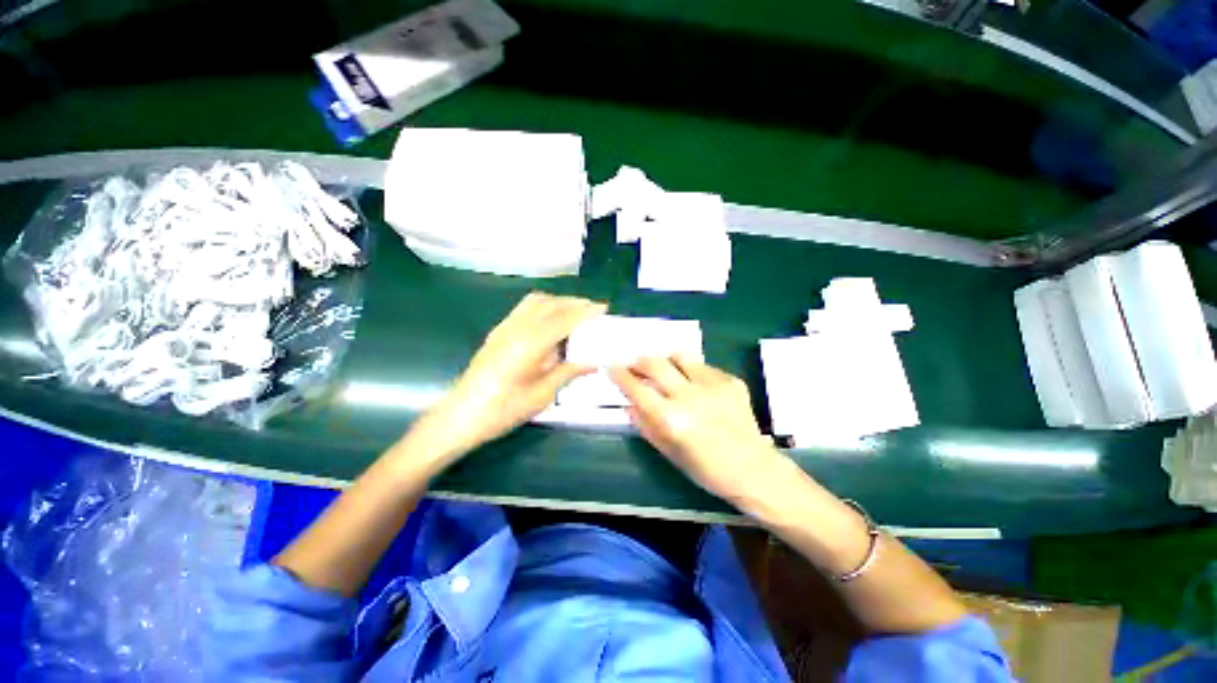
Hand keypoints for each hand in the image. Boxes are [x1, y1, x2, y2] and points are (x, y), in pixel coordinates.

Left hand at [413, 292, 605, 464]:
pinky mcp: (498, 331)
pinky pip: (525, 307)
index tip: (604, 309)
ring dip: (559, 301)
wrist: (461, 415)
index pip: (564, 318)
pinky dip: (544, 305)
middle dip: (575, 303)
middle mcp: (517, 327)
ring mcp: (505, 327)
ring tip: (577, 312)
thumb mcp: (542, 395)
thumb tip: (593, 362)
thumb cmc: (503, 410)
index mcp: (530, 343)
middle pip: (551, 304)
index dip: (586, 311)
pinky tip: (552, 320)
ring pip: (536, 301)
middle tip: (595, 310)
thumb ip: (568, 372)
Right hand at [610, 355, 784, 503]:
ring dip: (666, 360)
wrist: (753, 470)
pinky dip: (692, 371)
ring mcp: (713, 385)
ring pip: (679, 356)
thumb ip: (645, 425)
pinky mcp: (730, 381)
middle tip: (635, 365)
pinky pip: (703, 366)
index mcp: (671, 419)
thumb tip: (628, 404)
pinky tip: (695, 384)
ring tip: (665, 369)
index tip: (611, 367)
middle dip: (639, 361)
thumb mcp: (669, 453)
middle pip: (655, 363)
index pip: (637, 388)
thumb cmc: (706, 469)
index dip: (620, 375)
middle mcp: (690, 396)